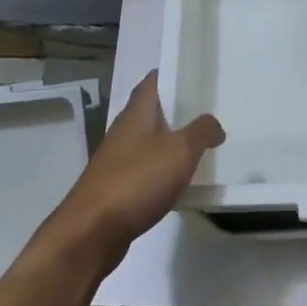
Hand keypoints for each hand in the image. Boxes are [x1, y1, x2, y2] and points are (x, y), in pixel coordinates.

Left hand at [50, 72, 223, 270]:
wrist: (92, 231)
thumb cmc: (137, 180)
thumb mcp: (181, 151)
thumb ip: (202, 131)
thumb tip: (214, 124)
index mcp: (137, 112)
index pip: (153, 80)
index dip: (173, 74)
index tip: (197, 75)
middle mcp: (124, 129)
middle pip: (152, 110)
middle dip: (178, 110)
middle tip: (209, 112)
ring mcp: (117, 159)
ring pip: (150, 141)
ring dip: (172, 142)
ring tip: (201, 146)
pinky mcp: (116, 186)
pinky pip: (145, 169)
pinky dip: (163, 170)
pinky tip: (180, 182)